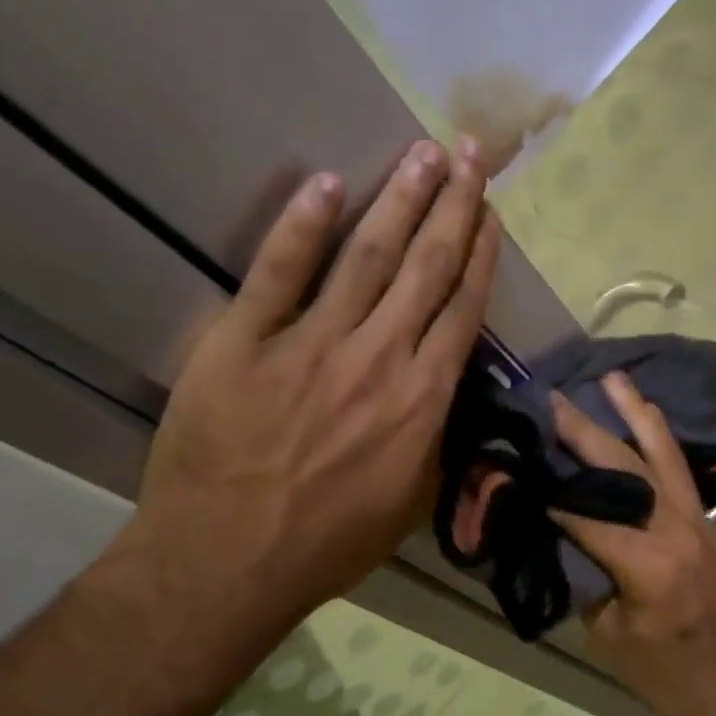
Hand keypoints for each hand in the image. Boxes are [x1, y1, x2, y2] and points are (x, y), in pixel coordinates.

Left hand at [105, 137, 499, 670]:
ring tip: (421, 153)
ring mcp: (311, 344)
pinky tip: (325, 184)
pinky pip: (279, 272)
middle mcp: (378, 358)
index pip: (461, 308)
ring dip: (399, 199)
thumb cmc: (326, 543)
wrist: (226, 563)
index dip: (479, 253)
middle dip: (452, 204)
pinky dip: (303, 225)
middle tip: (467, 152)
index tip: (488, 211)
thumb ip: (434, 436)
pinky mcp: (245, 340)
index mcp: (421, 399)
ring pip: (368, 256)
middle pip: (426, 267)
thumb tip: (442, 388)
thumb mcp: (410, 502)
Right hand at [548, 373, 715, 715]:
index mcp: (649, 564)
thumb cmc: (659, 673)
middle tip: (553, 400)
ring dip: (635, 414)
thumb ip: (578, 569)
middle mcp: (677, 529)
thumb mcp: (604, 629)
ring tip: (613, 379)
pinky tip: (643, 415)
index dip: (551, 488)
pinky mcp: (706, 521)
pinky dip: (657, 438)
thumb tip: (548, 523)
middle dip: (585, 432)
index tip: (519, 457)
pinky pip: (678, 469)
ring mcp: (698, 521)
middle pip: (626, 468)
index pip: (588, 512)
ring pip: (663, 455)